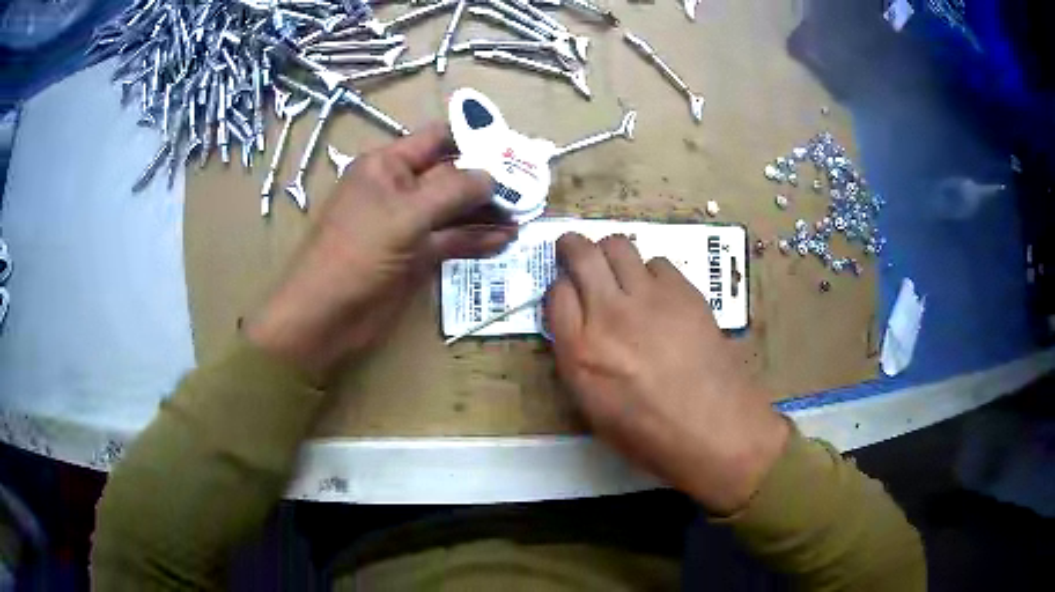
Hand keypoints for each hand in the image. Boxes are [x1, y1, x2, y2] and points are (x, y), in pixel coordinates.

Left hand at [247, 123, 516, 382]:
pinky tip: (504, 240)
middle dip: (487, 180)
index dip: (473, 139)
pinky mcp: (415, 256)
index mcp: (387, 165)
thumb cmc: (357, 253)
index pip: (436, 139)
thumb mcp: (405, 213)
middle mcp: (399, 189)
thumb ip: (453, 190)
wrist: (326, 315)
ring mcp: (408, 224)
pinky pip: (450, 240)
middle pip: (451, 175)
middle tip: (529, 187)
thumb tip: (493, 175)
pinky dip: (475, 239)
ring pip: (454, 210)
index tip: (512, 149)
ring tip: (525, 215)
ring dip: (486, 212)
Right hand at [545, 234, 789, 514]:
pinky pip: (658, 264)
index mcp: (580, 352)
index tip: (567, 291)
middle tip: (574, 247)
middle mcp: (609, 315)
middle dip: (572, 245)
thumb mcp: (594, 409)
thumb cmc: (650, 436)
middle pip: (581, 255)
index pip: (556, 293)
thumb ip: (579, 361)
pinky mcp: (684, 292)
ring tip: (617, 267)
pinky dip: (652, 273)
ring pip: (619, 246)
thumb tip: (580, 329)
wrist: (715, 430)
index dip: (560, 287)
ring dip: (611, 252)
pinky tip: (659, 293)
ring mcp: (649, 298)